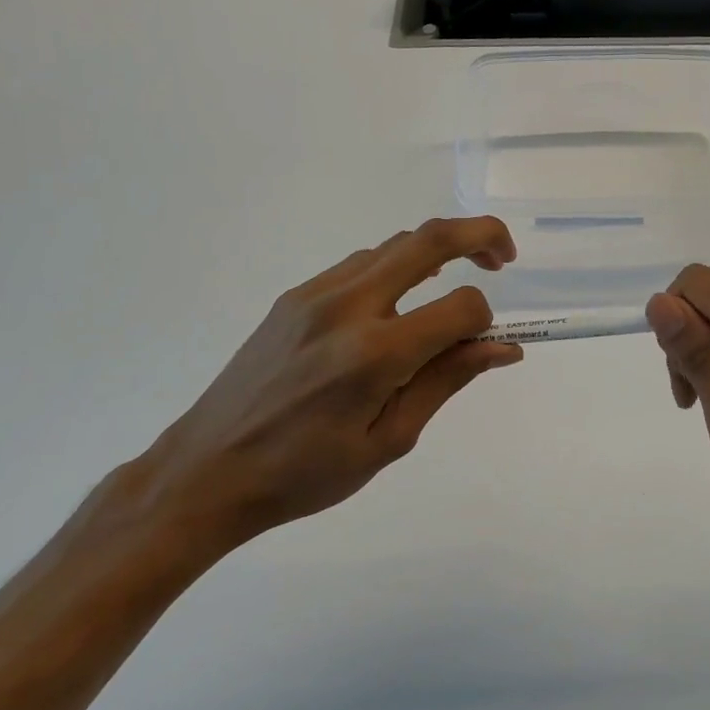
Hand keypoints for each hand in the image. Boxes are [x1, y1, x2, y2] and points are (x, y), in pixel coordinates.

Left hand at [116, 218, 521, 559]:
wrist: (206, 472)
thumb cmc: (305, 474)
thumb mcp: (389, 439)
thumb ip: (447, 380)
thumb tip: (504, 347)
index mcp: (374, 355)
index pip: (460, 306)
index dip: (485, 321)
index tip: (485, 344)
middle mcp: (347, 308)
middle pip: (429, 240)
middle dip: (479, 235)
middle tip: (504, 258)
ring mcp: (315, 294)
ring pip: (394, 246)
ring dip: (437, 251)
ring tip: (453, 286)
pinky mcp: (295, 296)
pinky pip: (361, 264)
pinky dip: (397, 267)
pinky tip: (399, 303)